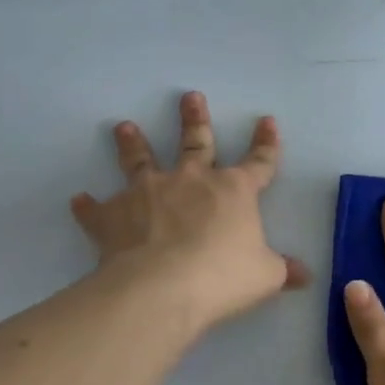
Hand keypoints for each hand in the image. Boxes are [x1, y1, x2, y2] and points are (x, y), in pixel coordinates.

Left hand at [71, 91, 310, 329]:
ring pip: (140, 160)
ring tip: (124, 126)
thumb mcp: (265, 276)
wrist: (162, 288)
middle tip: (189, 96)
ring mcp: (148, 193)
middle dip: (194, 119)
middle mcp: (190, 181)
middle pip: (195, 143)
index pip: (259, 163)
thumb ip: (283, 270)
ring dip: (132, 143)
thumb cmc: (223, 277)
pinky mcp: (114, 215)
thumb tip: (305, 275)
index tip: (267, 121)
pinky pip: (98, 209)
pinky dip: (89, 206)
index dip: (266, 144)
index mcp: (233, 191)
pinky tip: (79, 200)